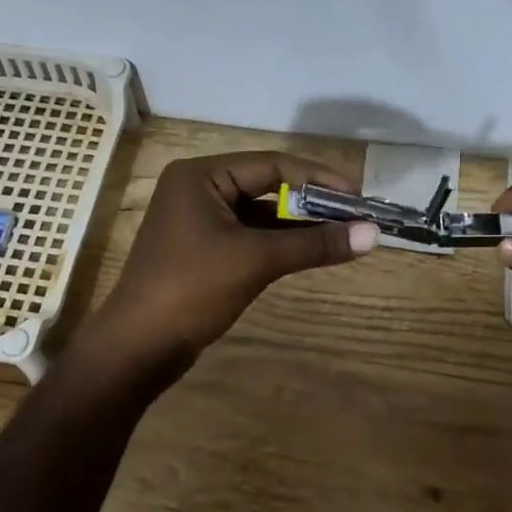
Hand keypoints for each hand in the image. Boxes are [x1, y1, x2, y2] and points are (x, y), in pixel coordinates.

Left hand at [90, 151, 378, 363]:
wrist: (138, 346)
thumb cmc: (192, 289)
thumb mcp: (256, 260)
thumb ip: (314, 243)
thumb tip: (373, 234)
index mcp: (201, 176)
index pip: (272, 164)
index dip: (318, 178)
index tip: (358, 196)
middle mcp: (198, 189)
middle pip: (266, 186)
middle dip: (311, 202)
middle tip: (355, 217)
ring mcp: (198, 221)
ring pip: (260, 214)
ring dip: (298, 224)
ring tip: (342, 234)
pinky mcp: (202, 251)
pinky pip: (249, 236)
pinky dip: (279, 243)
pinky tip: (309, 251)